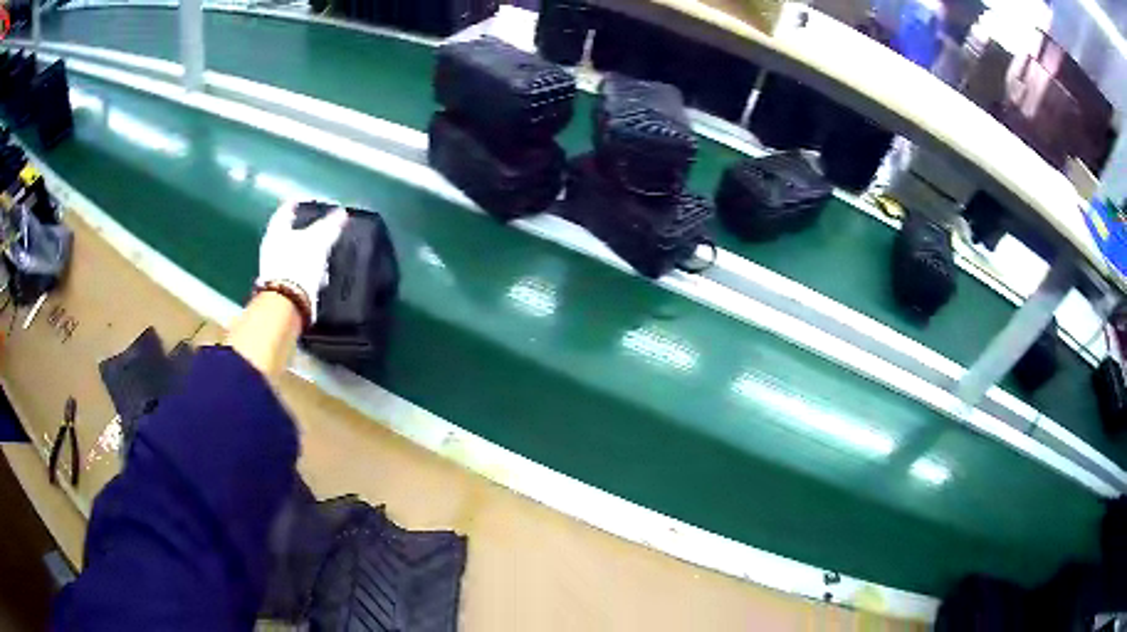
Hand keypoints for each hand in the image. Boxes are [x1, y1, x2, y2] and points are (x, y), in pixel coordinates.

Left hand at [256, 200, 347, 323]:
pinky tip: (318, 273)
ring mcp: (274, 269)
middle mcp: (271, 248)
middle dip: (301, 230)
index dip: (295, 205)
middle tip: (316, 226)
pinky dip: (306, 270)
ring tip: (321, 251)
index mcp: (276, 231)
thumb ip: (330, 225)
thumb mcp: (319, 240)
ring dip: (304, 252)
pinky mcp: (283, 287)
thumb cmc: (299, 264)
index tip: (304, 201)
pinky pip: (296, 272)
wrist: (288, 304)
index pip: (285, 212)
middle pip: (286, 233)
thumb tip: (341, 213)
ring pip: (291, 254)